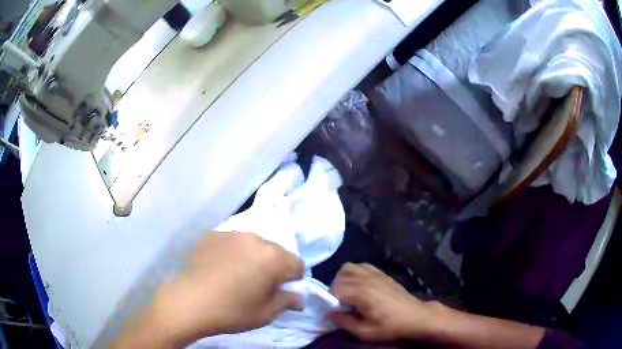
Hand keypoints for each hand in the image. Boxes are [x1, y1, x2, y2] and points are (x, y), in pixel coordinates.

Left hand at [114, 232, 304, 347]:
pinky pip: (234, 242)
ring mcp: (232, 234)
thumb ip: (287, 301)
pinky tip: (221, 267)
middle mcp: (256, 239)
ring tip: (238, 274)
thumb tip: (298, 298)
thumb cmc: (231, 312)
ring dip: (254, 257)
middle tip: (260, 284)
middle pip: (277, 251)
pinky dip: (234, 252)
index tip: (281, 291)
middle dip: (275, 267)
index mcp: (273, 258)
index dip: (293, 280)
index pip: (297, 264)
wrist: (188, 302)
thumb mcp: (266, 314)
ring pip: (255, 245)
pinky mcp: (214, 234)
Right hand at [328, 263, 438, 341]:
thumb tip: (328, 313)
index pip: (334, 289)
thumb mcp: (365, 332)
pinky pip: (361, 265)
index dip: (330, 301)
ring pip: (348, 268)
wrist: (415, 317)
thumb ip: (343, 322)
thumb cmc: (390, 327)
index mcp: (361, 293)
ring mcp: (375, 273)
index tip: (336, 311)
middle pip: (339, 277)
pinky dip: (355, 272)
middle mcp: (365, 279)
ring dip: (342, 279)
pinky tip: (359, 285)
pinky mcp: (382, 273)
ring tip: (348, 293)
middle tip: (341, 305)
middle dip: (334, 290)